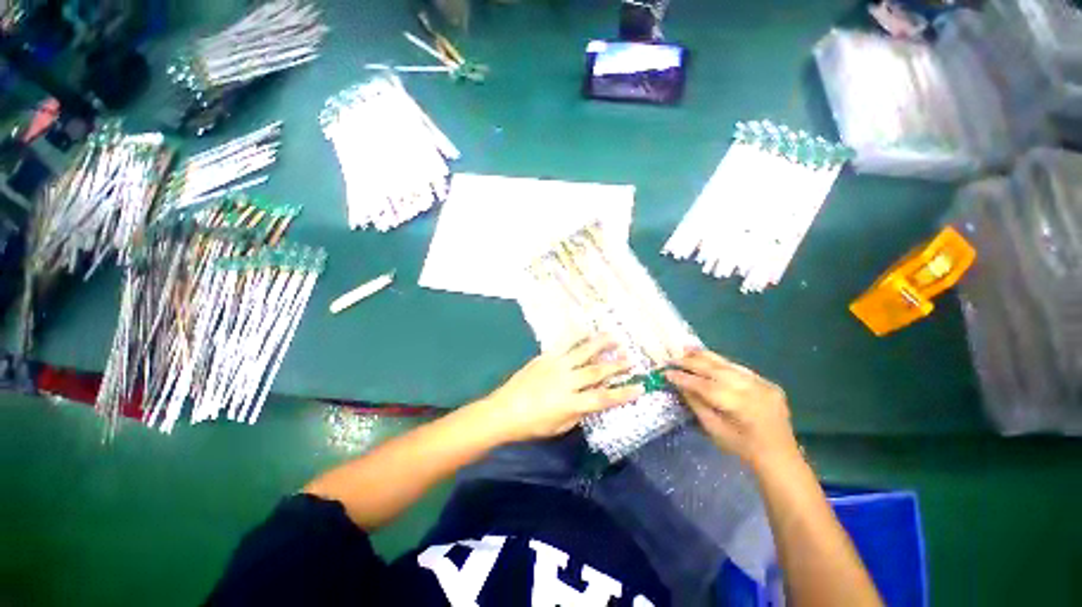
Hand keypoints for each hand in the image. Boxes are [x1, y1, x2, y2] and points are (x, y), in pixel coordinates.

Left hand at [477, 336, 644, 442]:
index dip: (623, 393)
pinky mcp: (545, 357)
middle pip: (596, 371)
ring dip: (600, 344)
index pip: (603, 398)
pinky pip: (564, 344)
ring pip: (582, 352)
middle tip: (631, 359)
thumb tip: (592, 399)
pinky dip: (577, 336)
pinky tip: (586, 331)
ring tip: (615, 337)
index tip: (639, 386)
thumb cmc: (532, 425)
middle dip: (616, 365)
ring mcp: (556, 365)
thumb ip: (579, 412)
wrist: (504, 410)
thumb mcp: (560, 427)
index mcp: (571, 403)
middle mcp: (566, 381)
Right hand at [665, 349, 800, 471]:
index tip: (666, 372)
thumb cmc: (742, 448)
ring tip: (686, 349)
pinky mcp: (767, 382)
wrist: (779, 456)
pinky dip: (721, 363)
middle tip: (672, 358)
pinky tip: (708, 357)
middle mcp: (752, 389)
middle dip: (690, 362)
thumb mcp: (714, 430)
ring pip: (727, 364)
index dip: (683, 378)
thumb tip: (680, 385)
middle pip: (715, 370)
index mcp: (739, 406)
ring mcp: (762, 384)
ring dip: (704, 356)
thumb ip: (697, 404)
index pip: (705, 386)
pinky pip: (739, 369)